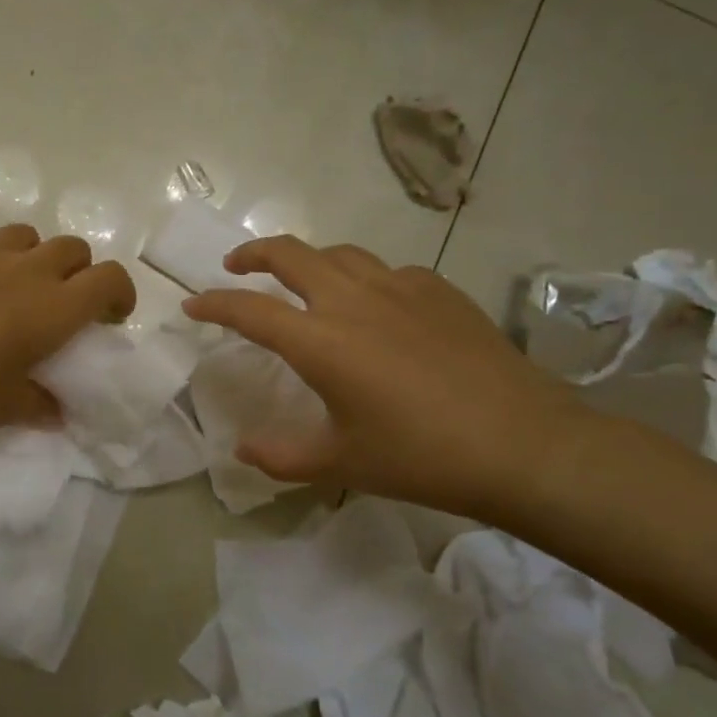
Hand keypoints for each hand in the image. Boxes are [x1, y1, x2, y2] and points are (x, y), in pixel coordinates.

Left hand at [0, 225, 135, 440]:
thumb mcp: (5, 409)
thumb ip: (41, 405)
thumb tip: (57, 410)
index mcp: (51, 307)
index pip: (110, 278)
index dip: (120, 293)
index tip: (110, 317)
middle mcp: (24, 269)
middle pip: (72, 248)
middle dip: (78, 272)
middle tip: (60, 306)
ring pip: (24, 236)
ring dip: (30, 258)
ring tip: (10, 289)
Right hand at [182, 236, 587, 521]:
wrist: (524, 445)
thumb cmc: (422, 457)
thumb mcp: (341, 464)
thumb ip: (282, 456)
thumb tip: (242, 450)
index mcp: (321, 341)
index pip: (249, 309)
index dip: (213, 303)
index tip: (192, 305)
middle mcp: (353, 300)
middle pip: (290, 253)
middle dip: (253, 254)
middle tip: (236, 266)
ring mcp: (401, 288)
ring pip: (339, 253)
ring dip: (308, 260)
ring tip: (301, 280)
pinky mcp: (440, 291)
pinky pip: (388, 271)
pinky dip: (364, 279)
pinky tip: (376, 306)